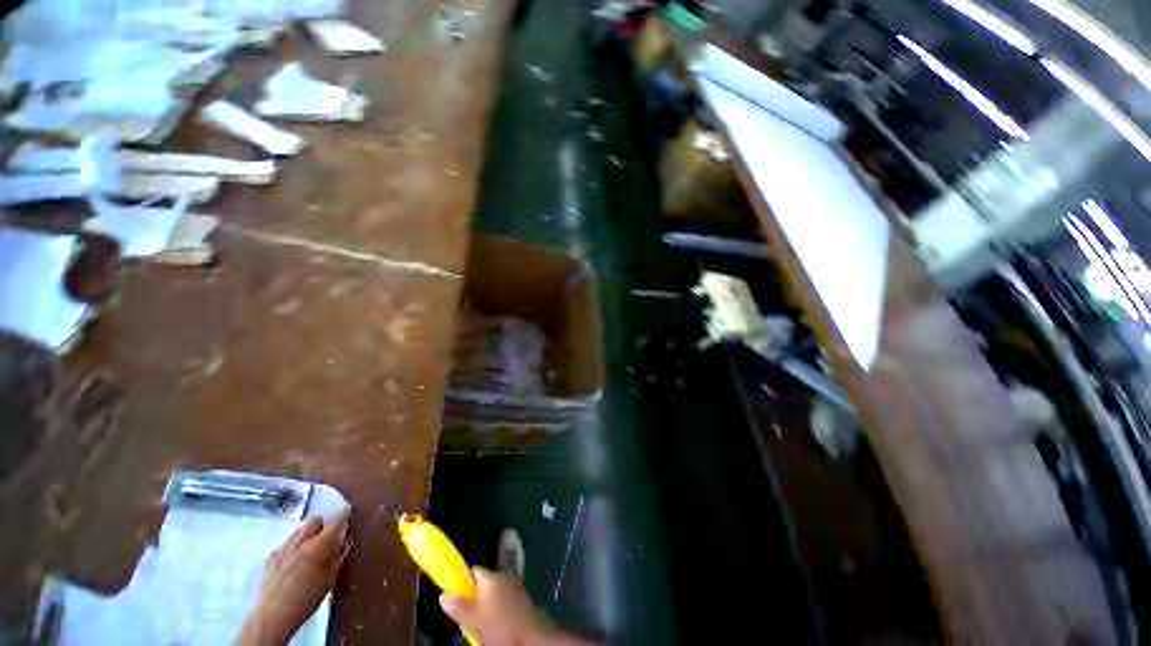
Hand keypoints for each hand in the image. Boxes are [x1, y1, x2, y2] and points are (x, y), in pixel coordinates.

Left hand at [237, 512, 349, 645]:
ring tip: (309, 550)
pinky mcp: (270, 558)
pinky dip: (291, 548)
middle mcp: (301, 541)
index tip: (347, 517)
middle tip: (326, 539)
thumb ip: (337, 556)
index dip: (343, 517)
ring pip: (298, 530)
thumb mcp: (330, 579)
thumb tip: (343, 542)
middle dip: (322, 526)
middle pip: (315, 520)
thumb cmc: (307, 600)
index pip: (336, 520)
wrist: (272, 616)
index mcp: (320, 545)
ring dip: (306, 535)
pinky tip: (292, 563)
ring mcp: (283, 548)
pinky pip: (284, 545)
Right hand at [439, 567, 560, 645]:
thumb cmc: (500, 626)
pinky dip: (498, 604)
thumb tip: (443, 594)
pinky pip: (504, 595)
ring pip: (494, 589)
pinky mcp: (521, 595)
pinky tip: (495, 620)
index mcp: (491, 577)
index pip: (474, 571)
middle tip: (467, 613)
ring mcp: (514, 584)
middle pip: (484, 581)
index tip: (456, 596)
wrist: (531, 635)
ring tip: (480, 619)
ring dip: (486, 601)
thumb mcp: (474, 621)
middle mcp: (504, 575)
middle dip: (475, 594)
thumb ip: (458, 607)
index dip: (463, 582)